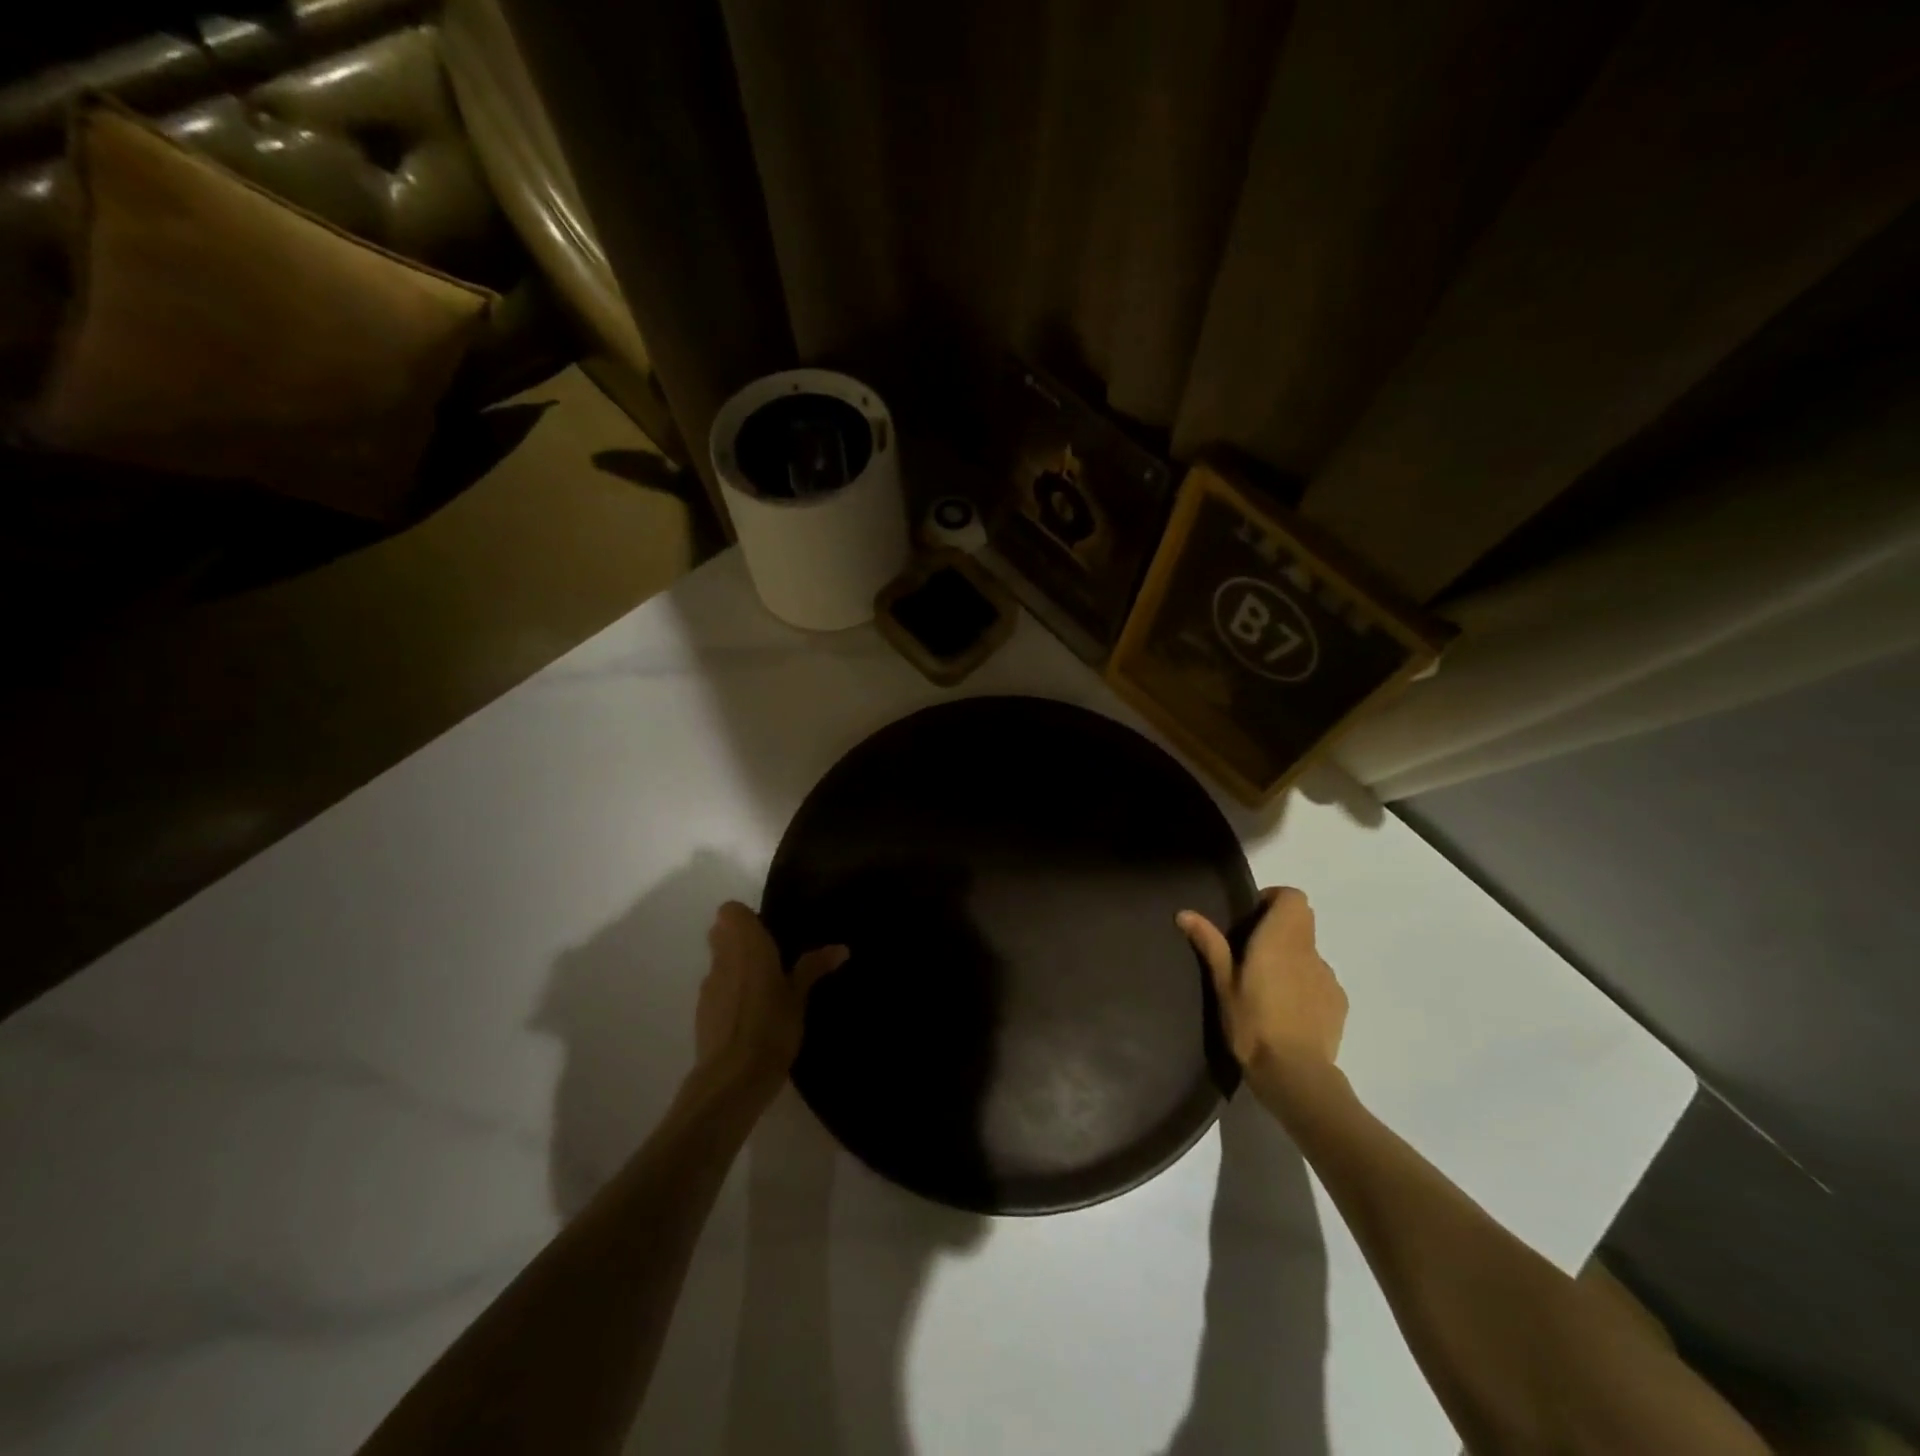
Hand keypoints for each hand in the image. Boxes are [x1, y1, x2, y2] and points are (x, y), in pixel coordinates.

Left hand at [694, 902, 847, 1100]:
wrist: (733, 1079)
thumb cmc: (772, 1027)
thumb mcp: (799, 997)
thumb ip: (814, 968)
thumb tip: (841, 948)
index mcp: (748, 946)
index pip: (730, 911)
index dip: (746, 918)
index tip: (769, 932)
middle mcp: (723, 959)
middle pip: (721, 933)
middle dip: (740, 940)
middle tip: (770, 957)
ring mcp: (708, 986)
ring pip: (718, 962)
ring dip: (734, 967)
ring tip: (762, 989)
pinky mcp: (701, 1013)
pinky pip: (715, 989)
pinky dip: (728, 993)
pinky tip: (749, 1015)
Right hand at [1178, 887, 1347, 1094]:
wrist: (1295, 1075)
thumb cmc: (1252, 1023)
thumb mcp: (1223, 983)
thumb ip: (1210, 944)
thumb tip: (1185, 913)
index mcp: (1280, 939)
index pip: (1293, 897)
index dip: (1274, 899)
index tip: (1251, 919)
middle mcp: (1309, 951)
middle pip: (1302, 922)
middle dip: (1279, 929)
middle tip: (1251, 952)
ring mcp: (1328, 977)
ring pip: (1310, 953)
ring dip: (1291, 959)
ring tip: (1268, 989)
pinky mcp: (1339, 1003)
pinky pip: (1320, 980)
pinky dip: (1305, 985)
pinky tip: (1288, 1012)